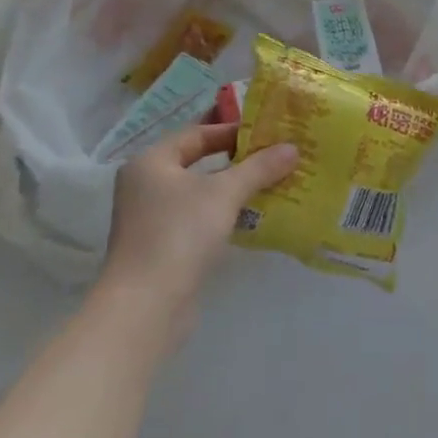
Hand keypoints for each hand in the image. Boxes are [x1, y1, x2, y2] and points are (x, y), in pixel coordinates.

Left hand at [103, 125, 296, 326]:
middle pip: (197, 162)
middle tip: (273, 157)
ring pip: (198, 192)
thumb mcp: (225, 193)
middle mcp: (144, 185)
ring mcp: (150, 218)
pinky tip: (250, 217)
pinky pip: (197, 218)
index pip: (196, 134)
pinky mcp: (161, 247)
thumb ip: (259, 168)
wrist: (146, 306)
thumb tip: (293, 148)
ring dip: (232, 188)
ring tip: (271, 184)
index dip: (233, 131)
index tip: (268, 135)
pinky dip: (222, 213)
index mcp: (150, 162)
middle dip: (237, 160)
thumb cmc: (180, 233)